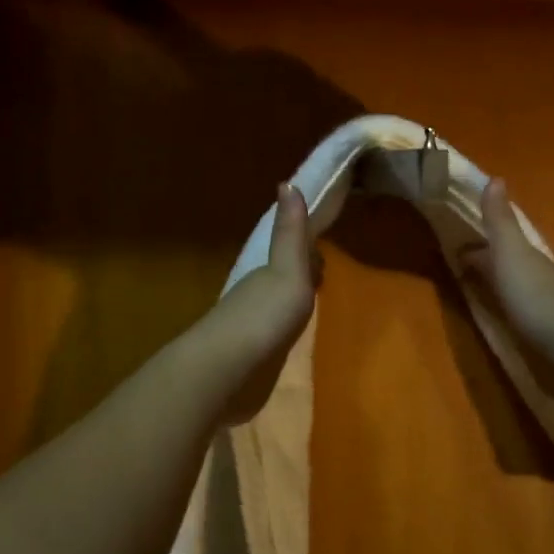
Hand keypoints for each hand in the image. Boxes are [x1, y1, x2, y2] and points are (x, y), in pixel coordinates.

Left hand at [191, 183, 318, 420]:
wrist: (227, 370)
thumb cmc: (264, 315)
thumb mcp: (286, 269)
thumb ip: (290, 233)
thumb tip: (287, 182)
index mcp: (265, 272)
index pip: (291, 253)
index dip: (308, 249)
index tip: (326, 246)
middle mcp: (255, 294)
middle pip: (284, 279)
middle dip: (303, 277)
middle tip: (326, 279)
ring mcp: (249, 327)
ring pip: (276, 307)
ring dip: (292, 304)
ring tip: (314, 308)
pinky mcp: (249, 357)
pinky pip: (272, 335)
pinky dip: (284, 331)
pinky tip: (292, 340)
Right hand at [466, 178, 553, 347]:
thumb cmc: (533, 293)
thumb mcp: (510, 251)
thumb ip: (500, 220)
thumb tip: (495, 176)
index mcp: (523, 253)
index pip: (496, 239)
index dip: (476, 238)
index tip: (452, 242)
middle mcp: (534, 272)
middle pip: (505, 261)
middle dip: (485, 260)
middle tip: (456, 265)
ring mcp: (541, 302)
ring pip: (513, 285)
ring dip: (495, 284)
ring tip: (472, 290)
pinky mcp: (544, 330)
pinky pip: (518, 310)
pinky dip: (505, 307)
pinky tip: (499, 316)